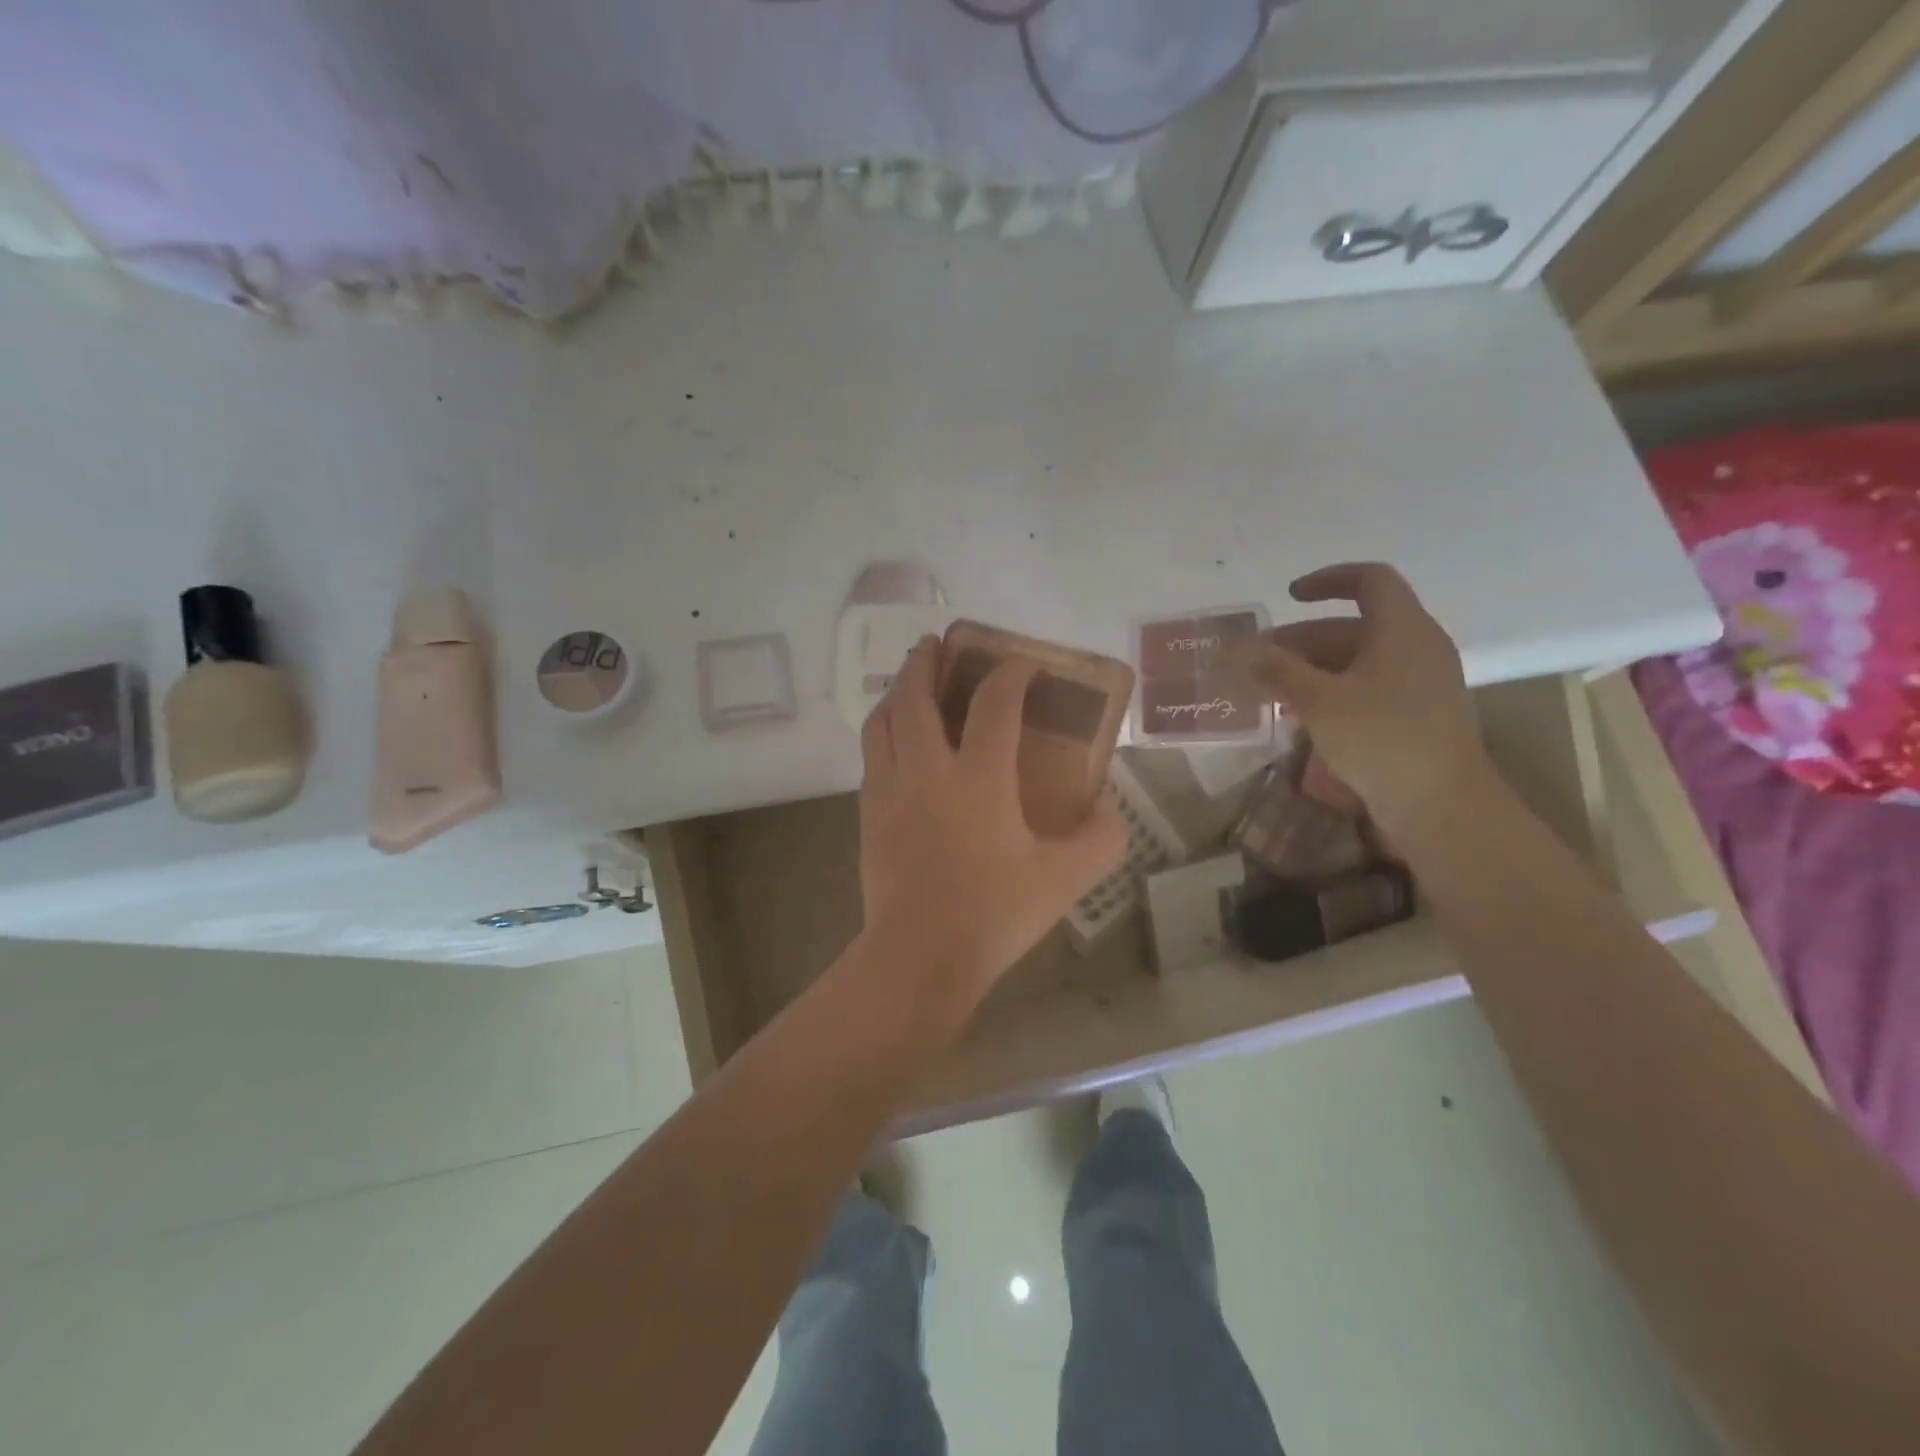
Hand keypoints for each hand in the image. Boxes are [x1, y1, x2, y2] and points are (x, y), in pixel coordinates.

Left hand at [857, 637, 1126, 1006]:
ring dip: (895, 692)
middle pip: (914, 697)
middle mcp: (926, 770)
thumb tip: (1107, 805)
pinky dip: (884, 732)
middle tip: (935, 644)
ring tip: (909, 684)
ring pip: (881, 722)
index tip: (1023, 665)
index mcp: (977, 778)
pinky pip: (872, 756)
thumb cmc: (994, 914)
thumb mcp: (1066, 879)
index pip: (993, 703)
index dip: (1010, 674)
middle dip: (924, 662)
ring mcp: (888, 790)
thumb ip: (1101, 837)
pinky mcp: (867, 814)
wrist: (918, 957)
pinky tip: (897, 744)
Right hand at [1235, 563, 1492, 836]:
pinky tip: (1300, 717)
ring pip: (1357, 661)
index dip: (1328, 580)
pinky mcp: (1414, 716)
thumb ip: (1279, 670)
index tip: (1289, 596)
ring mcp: (1419, 684)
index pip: (1370, 580)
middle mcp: (1416, 648)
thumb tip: (1245, 650)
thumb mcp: (1319, 701)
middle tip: (1259, 660)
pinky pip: (1367, 688)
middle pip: (1354, 626)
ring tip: (1270, 691)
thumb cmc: (1382, 739)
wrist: (1442, 806)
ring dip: (1311, 670)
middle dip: (1302, 639)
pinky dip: (1331, 692)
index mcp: (1403, 630)